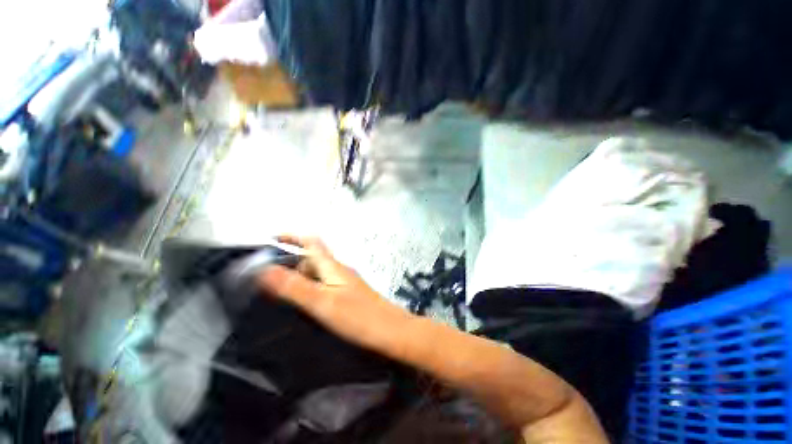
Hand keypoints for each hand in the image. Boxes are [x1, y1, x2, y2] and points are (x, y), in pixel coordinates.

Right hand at [257, 236, 410, 348]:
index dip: (292, 236)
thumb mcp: (322, 301)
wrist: (391, 331)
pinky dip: (310, 289)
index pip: (312, 242)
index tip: (271, 239)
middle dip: (291, 261)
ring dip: (299, 276)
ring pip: (318, 273)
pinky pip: (324, 286)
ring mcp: (346, 283)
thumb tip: (264, 269)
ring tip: (278, 293)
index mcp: (333, 267)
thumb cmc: (358, 316)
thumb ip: (294, 286)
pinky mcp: (349, 296)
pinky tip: (303, 305)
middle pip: (313, 258)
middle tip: (266, 278)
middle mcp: (340, 270)